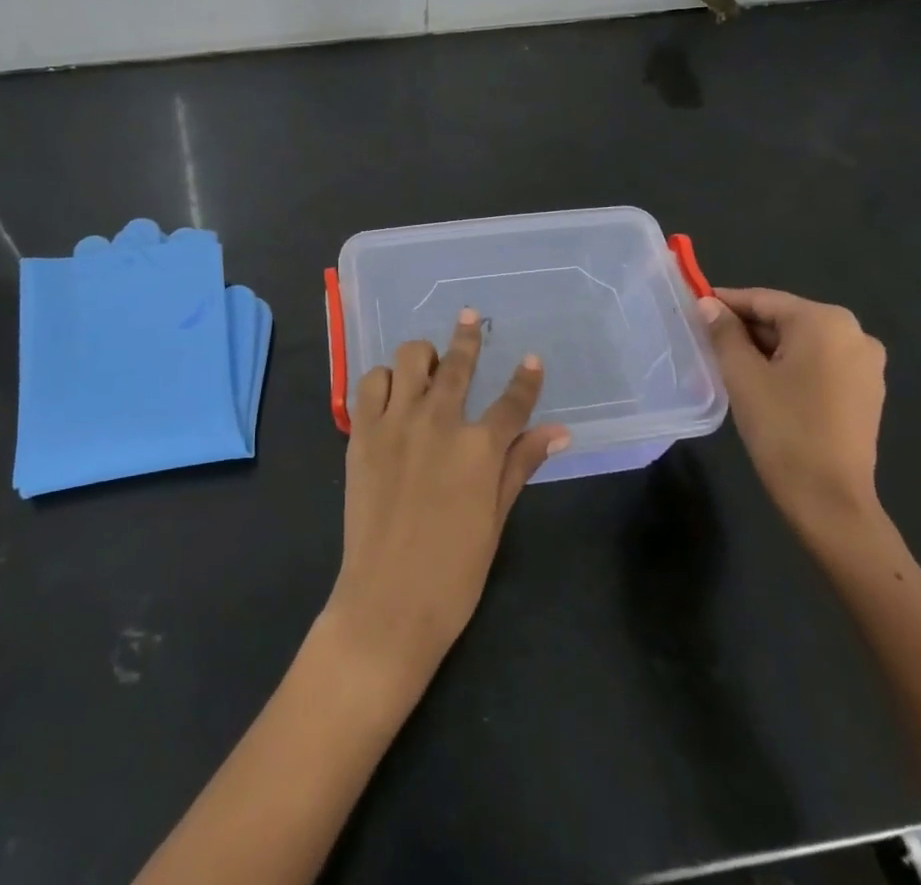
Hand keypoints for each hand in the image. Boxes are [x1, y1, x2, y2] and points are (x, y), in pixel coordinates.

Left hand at [322, 309, 570, 695]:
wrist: (387, 602)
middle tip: (470, 317)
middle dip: (468, 337)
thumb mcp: (496, 518)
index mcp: (479, 447)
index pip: (512, 402)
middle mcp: (439, 421)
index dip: (526, 379)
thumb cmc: (453, 572)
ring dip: (422, 356)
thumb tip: (558, 432)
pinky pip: (371, 382)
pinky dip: (384, 379)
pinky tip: (393, 392)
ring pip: (409, 358)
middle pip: (458, 364)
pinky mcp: (362, 432)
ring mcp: (396, 422)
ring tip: (428, 364)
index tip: (533, 359)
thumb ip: (521, 465)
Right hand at [697, 288, 887, 544]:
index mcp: (825, 321)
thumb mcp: (742, 374)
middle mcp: (854, 333)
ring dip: (766, 349)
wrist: (829, 499)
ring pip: (801, 342)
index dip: (724, 303)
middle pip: (784, 319)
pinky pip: (819, 363)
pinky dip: (790, 366)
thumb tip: (708, 304)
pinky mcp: (867, 391)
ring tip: (730, 365)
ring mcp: (866, 364)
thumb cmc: (783, 428)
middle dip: (745, 329)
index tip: (693, 309)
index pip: (763, 300)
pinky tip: (765, 386)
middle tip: (707, 342)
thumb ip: (723, 332)